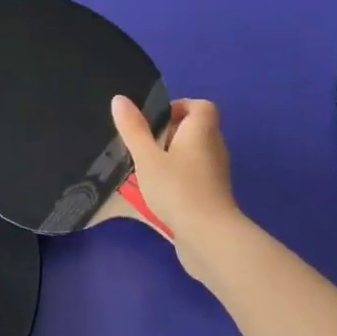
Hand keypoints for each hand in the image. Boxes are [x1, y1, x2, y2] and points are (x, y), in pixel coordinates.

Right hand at [112, 95, 240, 284]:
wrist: (208, 236)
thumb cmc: (177, 188)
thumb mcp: (147, 157)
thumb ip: (133, 129)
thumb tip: (119, 99)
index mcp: (202, 130)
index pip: (201, 106)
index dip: (180, 107)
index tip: (155, 121)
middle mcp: (214, 147)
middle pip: (196, 129)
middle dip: (170, 134)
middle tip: (144, 146)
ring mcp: (216, 173)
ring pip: (194, 154)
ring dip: (172, 158)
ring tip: (146, 169)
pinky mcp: (213, 195)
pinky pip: (194, 176)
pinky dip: (179, 178)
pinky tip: (158, 192)